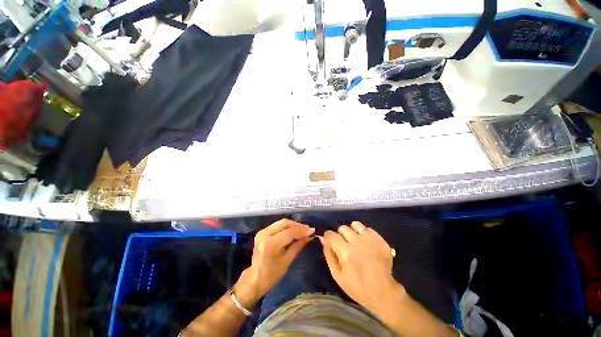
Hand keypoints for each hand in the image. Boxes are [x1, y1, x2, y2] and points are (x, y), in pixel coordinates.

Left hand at [234, 219, 314, 307]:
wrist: (255, 279)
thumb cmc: (272, 274)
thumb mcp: (287, 260)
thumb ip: (298, 245)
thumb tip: (309, 236)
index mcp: (270, 244)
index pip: (289, 232)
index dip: (302, 230)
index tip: (312, 230)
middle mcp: (264, 234)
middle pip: (285, 223)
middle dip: (298, 225)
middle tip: (308, 229)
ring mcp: (262, 231)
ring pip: (281, 222)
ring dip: (293, 224)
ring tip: (303, 229)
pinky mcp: (262, 231)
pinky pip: (278, 225)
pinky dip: (287, 226)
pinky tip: (294, 230)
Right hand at [321, 221, 401, 310]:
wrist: (382, 293)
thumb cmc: (357, 287)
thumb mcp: (337, 275)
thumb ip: (329, 254)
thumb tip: (323, 239)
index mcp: (345, 252)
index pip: (331, 234)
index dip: (328, 236)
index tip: (330, 241)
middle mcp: (358, 242)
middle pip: (343, 228)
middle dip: (340, 235)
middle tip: (344, 245)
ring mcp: (371, 240)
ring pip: (355, 224)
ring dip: (352, 231)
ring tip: (355, 241)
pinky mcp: (381, 240)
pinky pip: (368, 229)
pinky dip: (365, 234)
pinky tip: (366, 244)